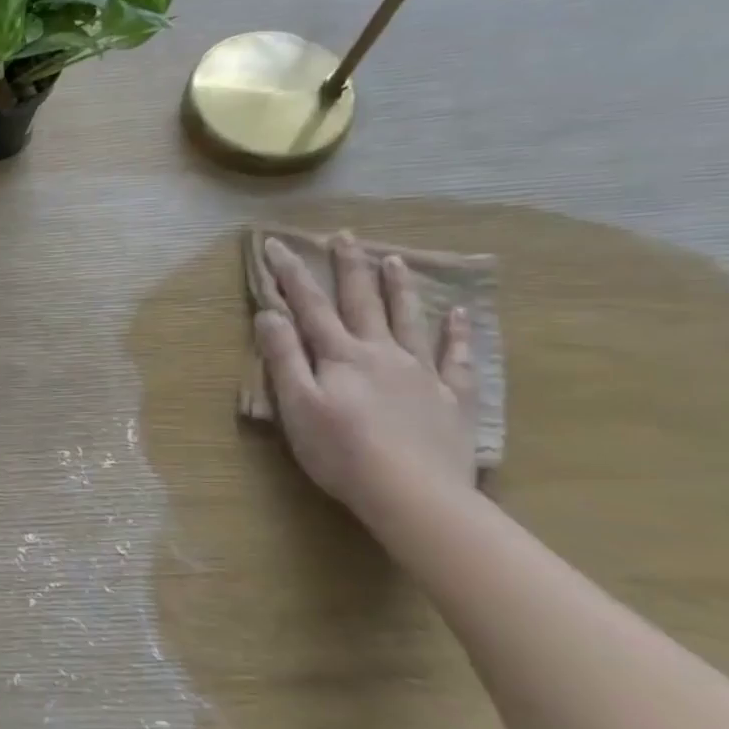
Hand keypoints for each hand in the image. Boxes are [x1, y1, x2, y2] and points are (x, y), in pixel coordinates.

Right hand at [253, 232, 477, 524]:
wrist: (413, 493)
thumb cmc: (341, 452)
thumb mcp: (296, 406)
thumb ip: (284, 357)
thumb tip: (270, 314)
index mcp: (339, 356)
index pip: (309, 306)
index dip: (290, 274)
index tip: (276, 244)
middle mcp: (380, 353)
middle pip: (361, 302)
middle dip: (348, 267)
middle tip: (344, 235)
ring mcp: (420, 372)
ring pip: (407, 319)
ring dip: (397, 288)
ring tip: (393, 260)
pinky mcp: (449, 397)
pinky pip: (456, 357)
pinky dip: (457, 332)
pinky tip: (459, 314)